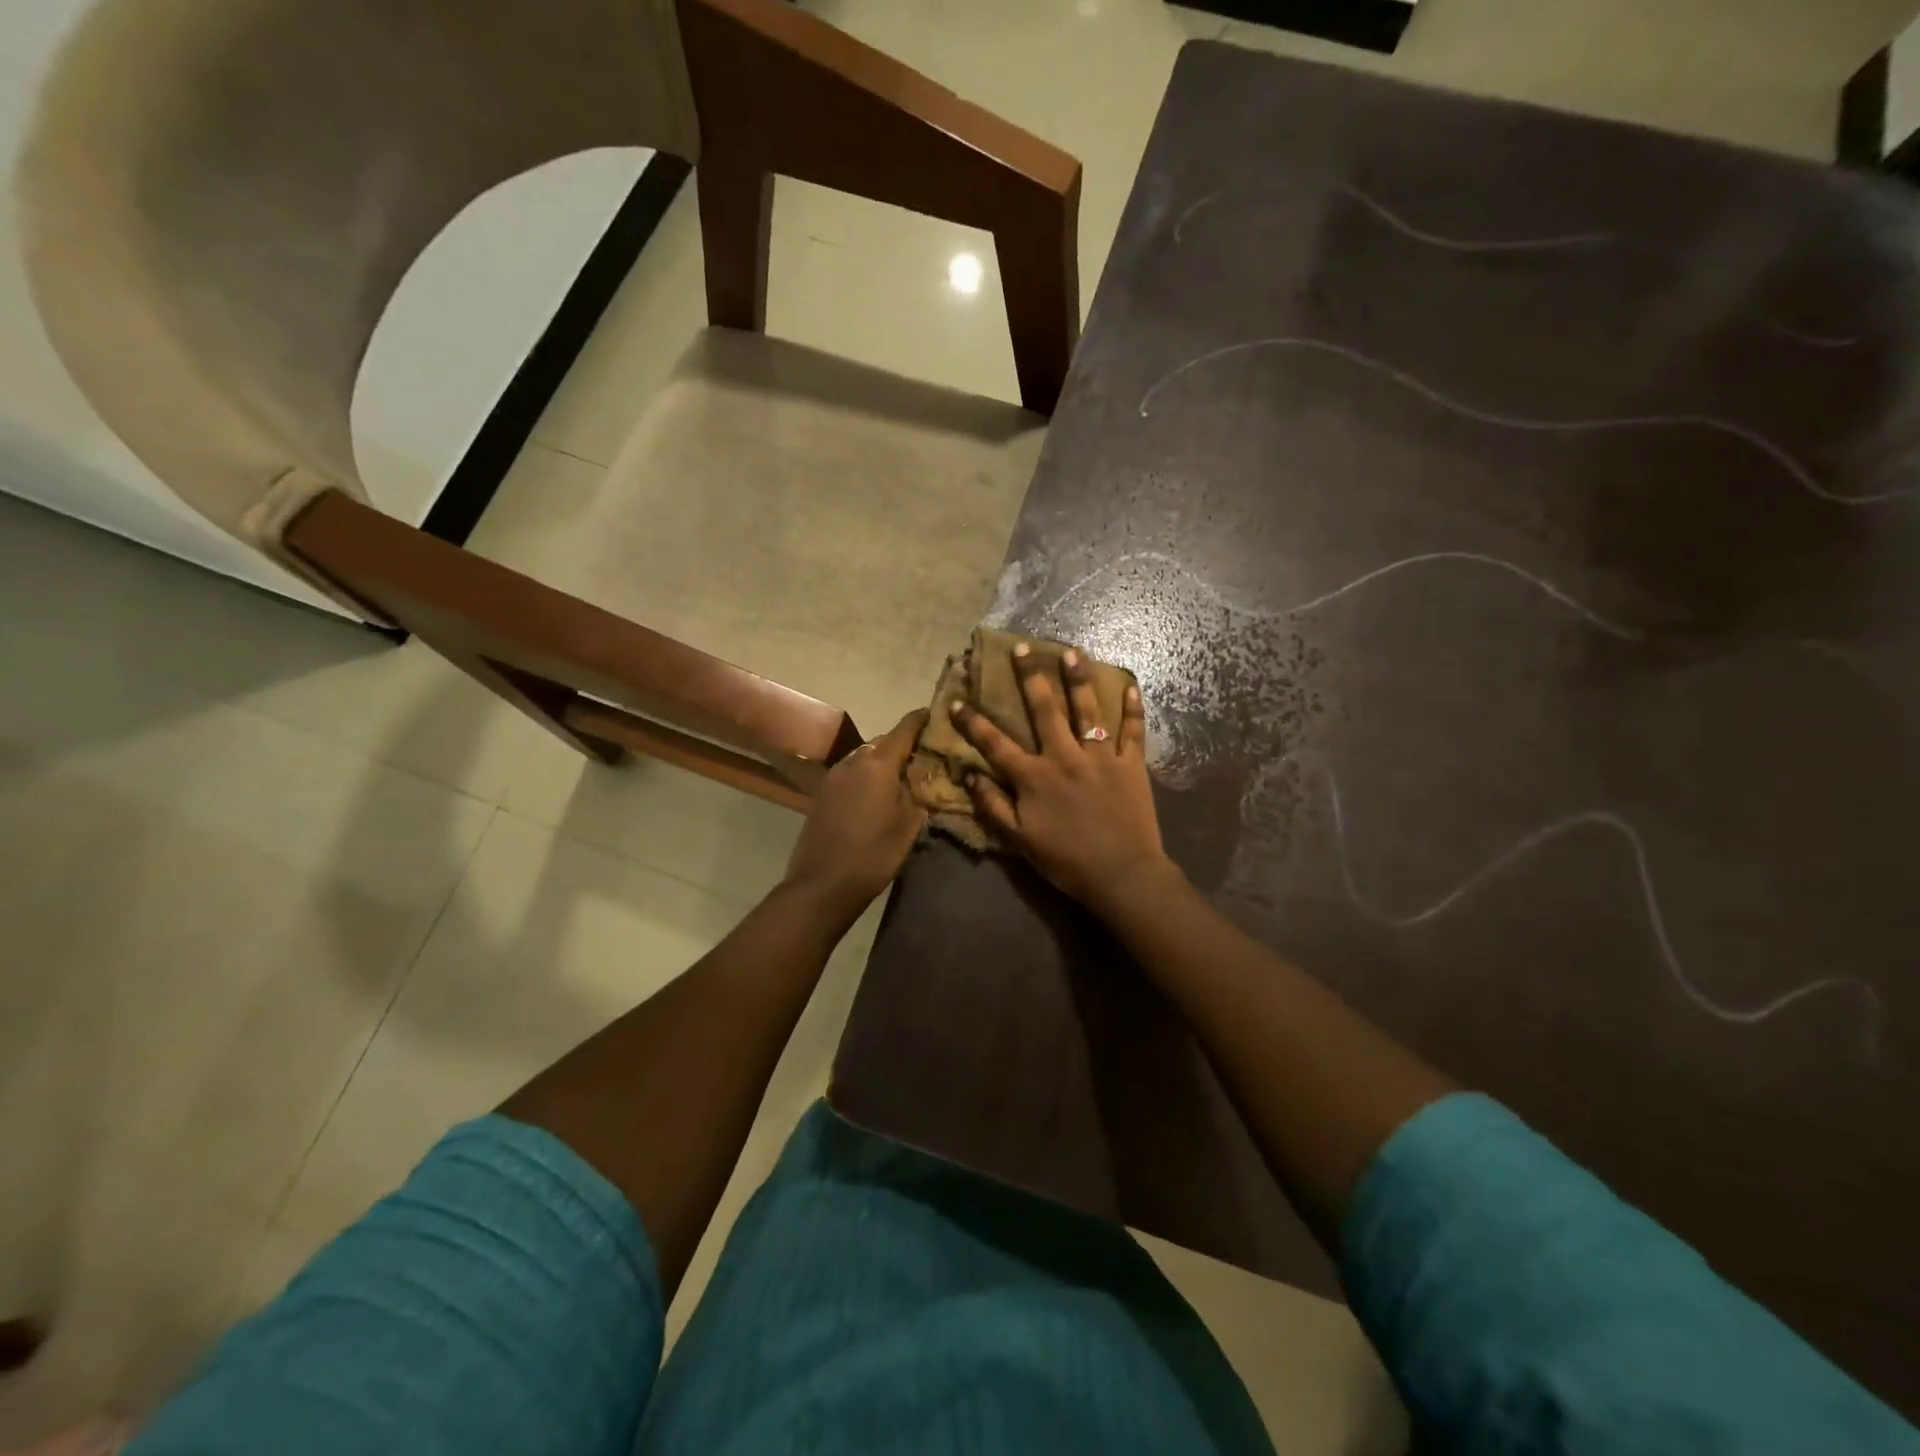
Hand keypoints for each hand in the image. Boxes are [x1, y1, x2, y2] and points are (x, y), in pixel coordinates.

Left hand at [782, 709, 927, 919]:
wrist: (822, 884)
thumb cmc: (873, 854)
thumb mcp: (909, 825)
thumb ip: (915, 793)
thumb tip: (916, 779)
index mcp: (878, 764)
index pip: (903, 730)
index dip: (920, 720)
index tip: (933, 714)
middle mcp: (853, 761)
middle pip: (882, 741)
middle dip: (902, 745)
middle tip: (922, 755)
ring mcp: (834, 776)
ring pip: (864, 757)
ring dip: (882, 761)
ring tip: (901, 776)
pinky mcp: (822, 793)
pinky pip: (851, 774)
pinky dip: (866, 776)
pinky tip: (877, 794)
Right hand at [951, 645, 1174, 912]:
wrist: (1122, 875)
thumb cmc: (1066, 861)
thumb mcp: (1019, 840)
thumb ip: (993, 806)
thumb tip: (969, 774)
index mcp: (1034, 777)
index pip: (996, 744)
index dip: (974, 722)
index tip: (958, 700)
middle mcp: (1065, 757)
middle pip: (1044, 711)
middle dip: (1030, 678)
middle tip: (1022, 649)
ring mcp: (1101, 757)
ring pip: (1088, 710)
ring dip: (1078, 679)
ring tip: (1072, 651)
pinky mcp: (1132, 765)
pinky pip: (1133, 731)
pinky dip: (1134, 708)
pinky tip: (1132, 685)